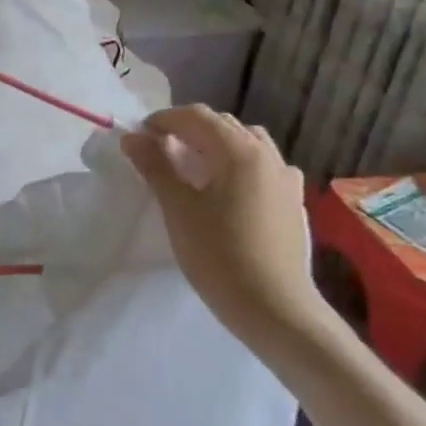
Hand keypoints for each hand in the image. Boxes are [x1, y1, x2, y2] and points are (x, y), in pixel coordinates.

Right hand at [122, 107, 329, 344]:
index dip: (164, 120)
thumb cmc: (219, 256)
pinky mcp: (292, 201)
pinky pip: (263, 166)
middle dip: (188, 129)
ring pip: (247, 143)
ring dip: (216, 144)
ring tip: (192, 166)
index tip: (139, 137)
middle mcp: (267, 155)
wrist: (275, 308)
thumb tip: (133, 137)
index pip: (196, 117)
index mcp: (238, 151)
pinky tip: (229, 188)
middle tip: (158, 150)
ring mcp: (285, 178)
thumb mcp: (178, 209)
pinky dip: (239, 164)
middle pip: (223, 125)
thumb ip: (155, 167)